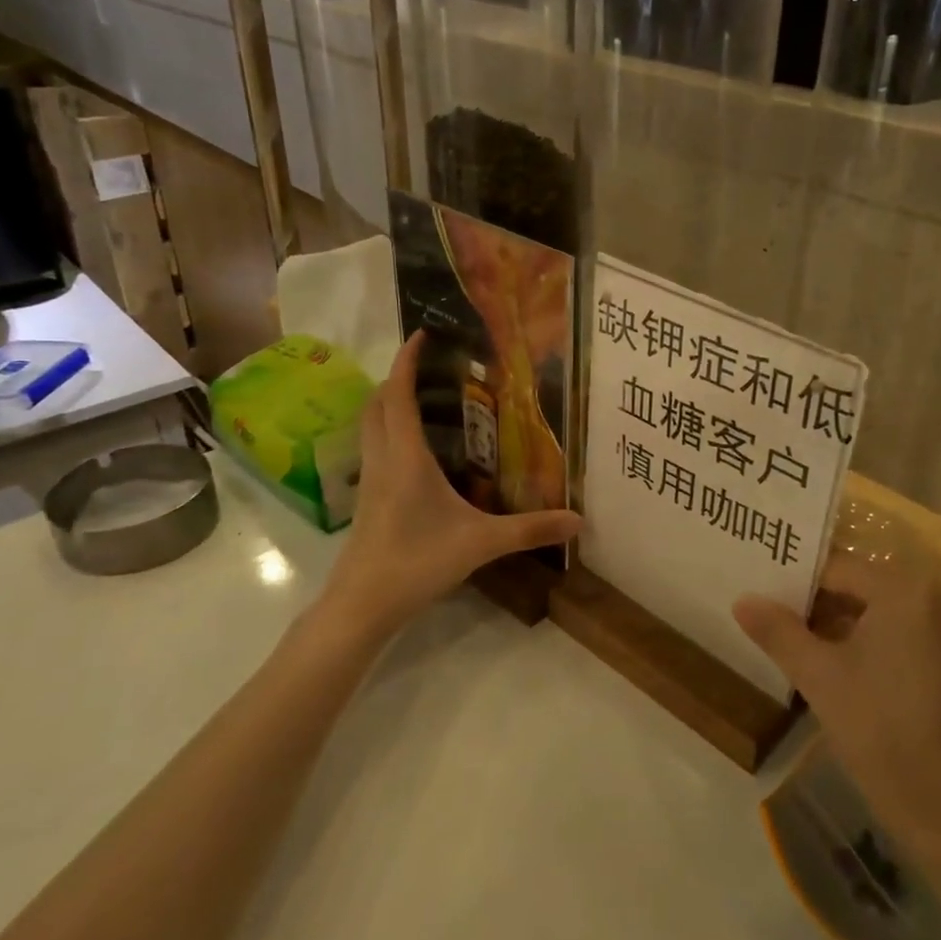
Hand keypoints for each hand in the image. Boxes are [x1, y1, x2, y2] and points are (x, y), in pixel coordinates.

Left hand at [310, 332, 579, 637]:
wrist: (362, 605)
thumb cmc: (417, 563)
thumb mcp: (481, 543)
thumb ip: (530, 530)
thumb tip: (578, 520)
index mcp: (405, 456)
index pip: (397, 394)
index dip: (406, 360)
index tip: (422, 334)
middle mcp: (382, 459)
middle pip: (377, 403)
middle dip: (398, 376)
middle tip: (431, 367)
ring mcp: (369, 479)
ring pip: (370, 425)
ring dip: (389, 402)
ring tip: (424, 397)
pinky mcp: (367, 498)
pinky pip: (374, 447)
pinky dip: (389, 430)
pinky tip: (417, 450)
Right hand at [734, 541, 940, 864]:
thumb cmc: (881, 732)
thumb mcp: (819, 677)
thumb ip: (778, 631)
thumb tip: (742, 599)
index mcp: (904, 590)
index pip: (836, 568)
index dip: (793, 582)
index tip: (757, 594)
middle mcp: (932, 598)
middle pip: (856, 586)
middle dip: (811, 602)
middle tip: (765, 613)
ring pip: (873, 612)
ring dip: (833, 623)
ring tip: (786, 636)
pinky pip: (894, 633)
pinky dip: (860, 641)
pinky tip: (824, 662)